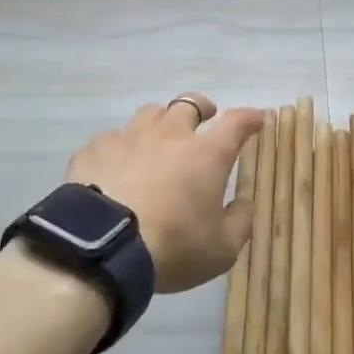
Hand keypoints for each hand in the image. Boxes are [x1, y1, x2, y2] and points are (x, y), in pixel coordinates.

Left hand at [66, 95, 263, 293]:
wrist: (102, 247)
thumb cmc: (172, 246)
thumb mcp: (221, 249)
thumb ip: (240, 222)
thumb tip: (245, 203)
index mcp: (206, 153)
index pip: (236, 122)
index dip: (249, 117)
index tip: (257, 118)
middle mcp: (170, 134)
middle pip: (188, 104)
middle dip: (201, 107)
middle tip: (205, 117)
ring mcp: (129, 137)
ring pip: (149, 113)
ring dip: (160, 121)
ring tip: (159, 137)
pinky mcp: (96, 150)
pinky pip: (112, 138)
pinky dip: (121, 147)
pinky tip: (117, 164)